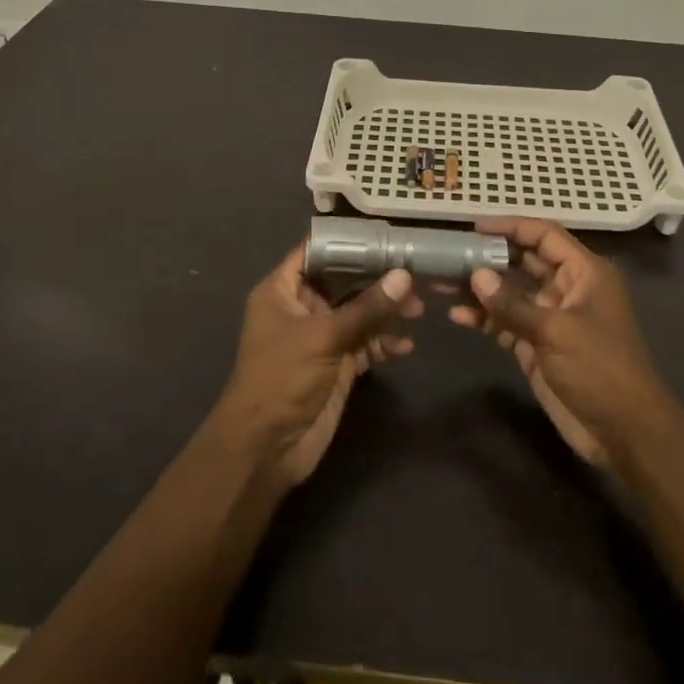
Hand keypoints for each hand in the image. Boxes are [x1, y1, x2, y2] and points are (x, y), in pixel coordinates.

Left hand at [216, 245, 421, 485]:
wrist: (266, 448)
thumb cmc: (282, 378)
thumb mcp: (324, 336)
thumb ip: (366, 308)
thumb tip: (405, 276)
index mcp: (282, 291)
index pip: (315, 252)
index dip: (347, 242)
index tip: (385, 235)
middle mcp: (301, 308)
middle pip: (343, 282)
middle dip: (377, 280)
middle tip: (414, 276)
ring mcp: (320, 337)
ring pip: (358, 313)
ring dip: (386, 313)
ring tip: (417, 313)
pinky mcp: (336, 364)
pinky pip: (365, 343)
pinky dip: (384, 343)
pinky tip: (404, 347)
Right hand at [448, 218, 672, 469]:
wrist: (624, 433)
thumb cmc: (600, 370)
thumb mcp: (556, 332)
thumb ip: (513, 304)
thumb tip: (476, 275)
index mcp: (585, 273)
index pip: (544, 236)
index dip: (511, 226)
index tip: (474, 227)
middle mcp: (568, 288)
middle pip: (524, 261)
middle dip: (489, 257)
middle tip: (450, 254)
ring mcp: (552, 318)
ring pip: (511, 293)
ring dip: (481, 289)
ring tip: (443, 284)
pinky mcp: (538, 345)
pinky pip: (506, 322)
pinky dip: (484, 318)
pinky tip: (457, 316)